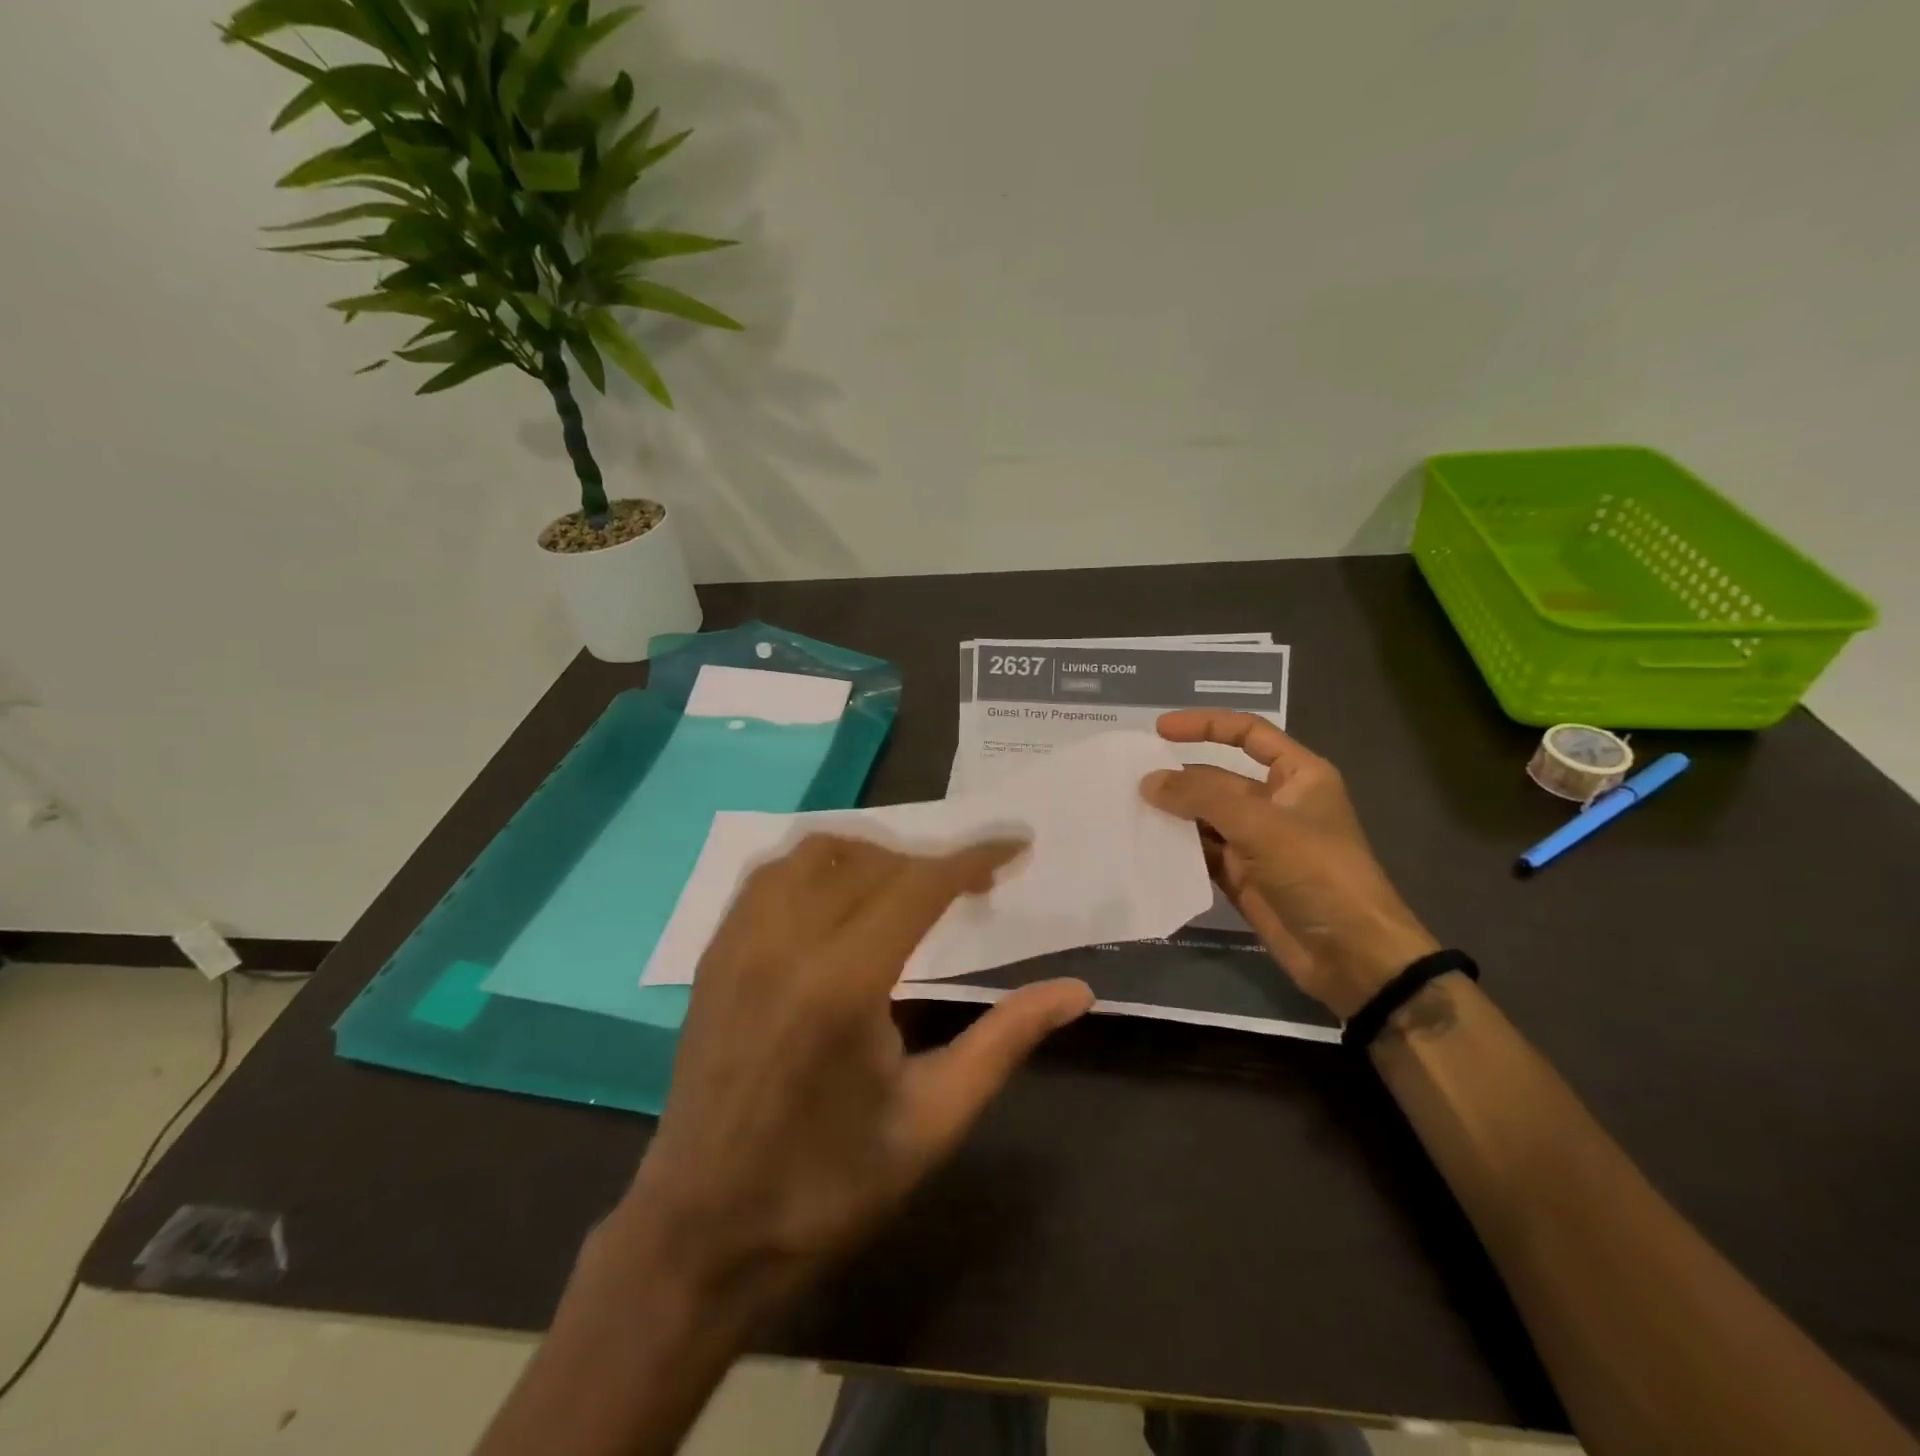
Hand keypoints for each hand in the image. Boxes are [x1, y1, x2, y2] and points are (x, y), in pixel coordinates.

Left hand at [613, 834, 1092, 1309]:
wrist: (704, 1233)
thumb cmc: (829, 1186)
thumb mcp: (934, 1119)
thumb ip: (1005, 1040)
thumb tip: (1076, 990)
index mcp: (844, 984)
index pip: (920, 884)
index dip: (974, 857)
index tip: (1016, 845)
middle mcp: (785, 943)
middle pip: (873, 860)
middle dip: (932, 861)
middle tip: (973, 888)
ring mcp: (739, 943)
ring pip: (815, 852)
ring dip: (873, 855)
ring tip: (909, 887)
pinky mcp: (714, 954)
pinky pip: (771, 875)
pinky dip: (818, 867)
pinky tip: (841, 901)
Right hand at [1141, 709, 1436, 1018]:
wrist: (1351, 955)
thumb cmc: (1317, 872)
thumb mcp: (1261, 824)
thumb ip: (1202, 798)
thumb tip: (1149, 781)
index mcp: (1297, 776)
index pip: (1247, 734)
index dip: (1205, 725)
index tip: (1159, 729)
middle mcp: (1276, 803)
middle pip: (1219, 777)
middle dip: (1179, 777)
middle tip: (1129, 778)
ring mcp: (1257, 841)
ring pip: (1205, 817)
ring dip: (1173, 813)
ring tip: (1127, 807)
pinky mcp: (1242, 876)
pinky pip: (1202, 852)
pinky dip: (1176, 848)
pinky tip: (1144, 843)